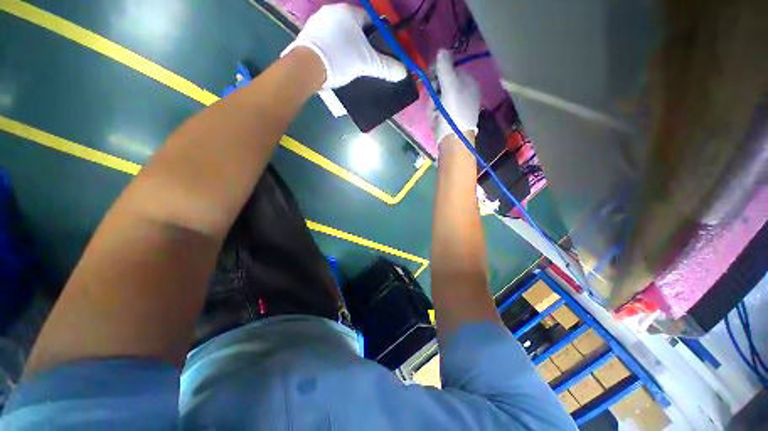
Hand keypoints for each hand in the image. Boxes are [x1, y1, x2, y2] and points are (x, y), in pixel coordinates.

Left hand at [282, 4, 407, 88]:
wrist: (307, 67)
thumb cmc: (340, 59)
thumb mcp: (367, 63)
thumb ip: (385, 67)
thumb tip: (403, 72)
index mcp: (349, 12)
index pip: (369, 19)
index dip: (377, 35)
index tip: (378, 50)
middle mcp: (332, 11)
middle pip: (354, 26)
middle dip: (361, 41)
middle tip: (366, 60)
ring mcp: (317, 22)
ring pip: (339, 33)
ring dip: (346, 45)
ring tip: (350, 64)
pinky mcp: (308, 35)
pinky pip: (326, 40)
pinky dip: (333, 49)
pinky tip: (335, 62)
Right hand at [429, 50, 480, 143]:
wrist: (454, 140)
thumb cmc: (453, 113)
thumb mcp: (450, 88)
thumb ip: (445, 68)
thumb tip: (442, 49)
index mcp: (468, 82)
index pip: (450, 69)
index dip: (438, 73)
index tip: (429, 78)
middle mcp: (464, 93)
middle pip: (442, 85)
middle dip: (434, 94)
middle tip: (434, 102)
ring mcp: (457, 107)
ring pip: (438, 99)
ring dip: (432, 106)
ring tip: (435, 115)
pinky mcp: (450, 118)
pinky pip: (438, 111)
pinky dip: (435, 115)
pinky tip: (436, 121)